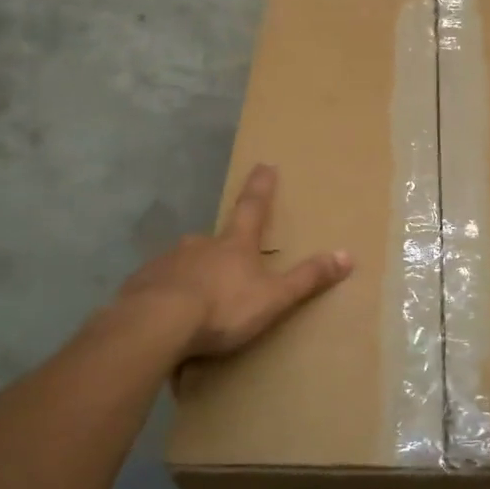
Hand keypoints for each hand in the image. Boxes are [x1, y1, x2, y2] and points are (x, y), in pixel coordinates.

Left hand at [119, 164, 353, 357]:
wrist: (155, 324)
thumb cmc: (222, 308)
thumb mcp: (273, 298)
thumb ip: (307, 279)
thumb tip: (347, 255)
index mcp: (234, 245)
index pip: (253, 208)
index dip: (261, 187)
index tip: (265, 164)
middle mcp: (199, 244)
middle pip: (215, 240)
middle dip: (222, 250)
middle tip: (226, 269)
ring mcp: (167, 261)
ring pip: (185, 264)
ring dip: (193, 276)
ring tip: (197, 302)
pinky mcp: (142, 283)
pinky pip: (160, 286)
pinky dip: (168, 295)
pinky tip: (169, 316)